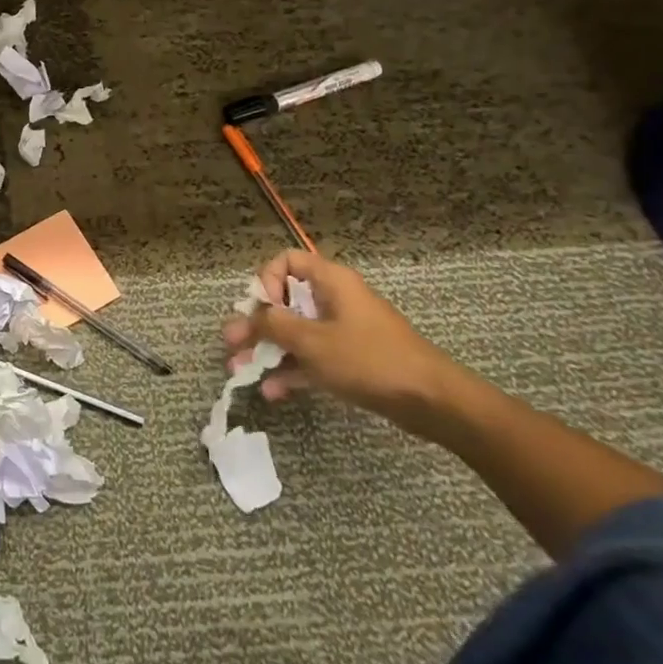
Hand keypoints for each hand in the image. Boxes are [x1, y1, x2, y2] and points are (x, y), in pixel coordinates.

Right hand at [221, 249, 460, 426]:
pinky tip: (271, 391)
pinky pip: (312, 357)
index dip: (267, 280)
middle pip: (285, 302)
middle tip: (231, 343)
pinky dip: (291, 370)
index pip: (287, 261)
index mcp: (331, 282)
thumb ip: (275, 325)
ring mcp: (342, 331)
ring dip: (267, 350)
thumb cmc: (369, 359)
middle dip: (256, 324)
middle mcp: (334, 300)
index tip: (262, 309)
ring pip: (295, 333)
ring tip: (239, 370)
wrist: (431, 402)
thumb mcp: (313, 341)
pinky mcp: (350, 360)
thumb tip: (251, 316)